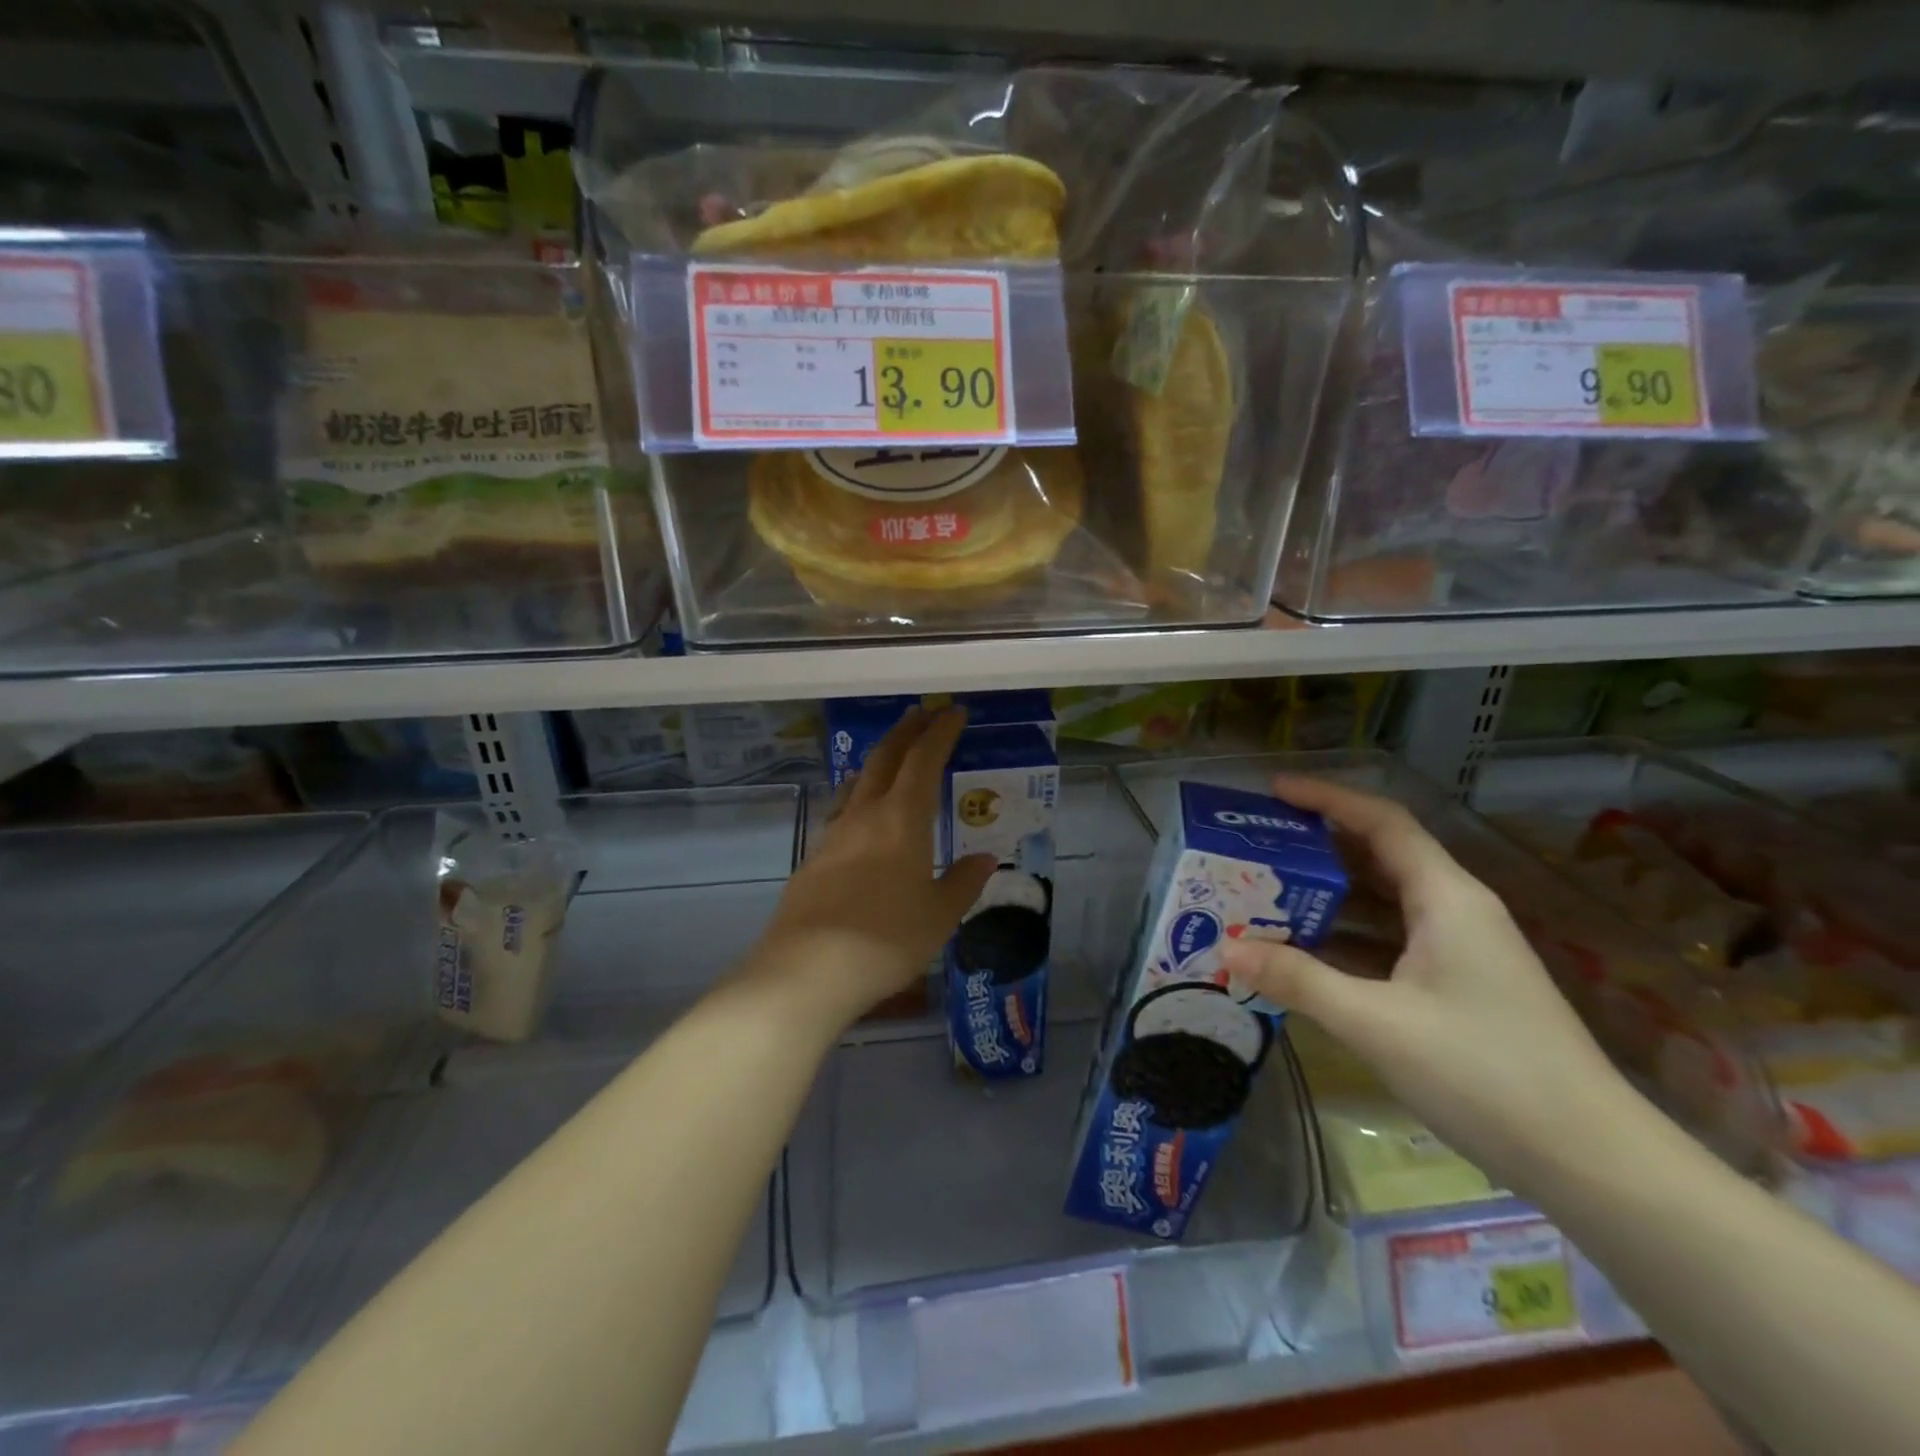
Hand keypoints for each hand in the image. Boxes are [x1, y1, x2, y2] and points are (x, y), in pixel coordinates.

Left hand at [748, 706, 994, 1028]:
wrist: (807, 969)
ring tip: (891, 756)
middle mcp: (865, 814)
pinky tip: (860, 813)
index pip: (924, 760)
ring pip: (857, 781)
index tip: (955, 712)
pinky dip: (858, 795)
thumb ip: (963, 883)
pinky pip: (841, 811)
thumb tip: (984, 858)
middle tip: (922, 714)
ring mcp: (834, 834)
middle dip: (906, 731)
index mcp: (902, 819)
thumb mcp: (939, 916)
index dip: (941, 733)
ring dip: (878, 760)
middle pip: (885, 758)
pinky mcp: (813, 858)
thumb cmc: (886, 939)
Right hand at [1219, 775, 1633, 1189]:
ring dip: (1325, 898)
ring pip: (1381, 903)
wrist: (1592, 1161)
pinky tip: (1302, 954)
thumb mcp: (1377, 1024)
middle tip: (1253, 847)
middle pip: (1378, 858)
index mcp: (1446, 898)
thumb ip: (1299, 980)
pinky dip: (1344, 939)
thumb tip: (1226, 951)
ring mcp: (1458, 950)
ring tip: (1263, 895)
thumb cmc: (1486, 1073)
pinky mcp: (1456, 986)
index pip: (1382, 822)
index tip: (1271, 792)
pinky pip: (1389, 942)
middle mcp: (1454, 911)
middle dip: (1315, 848)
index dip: (1326, 799)